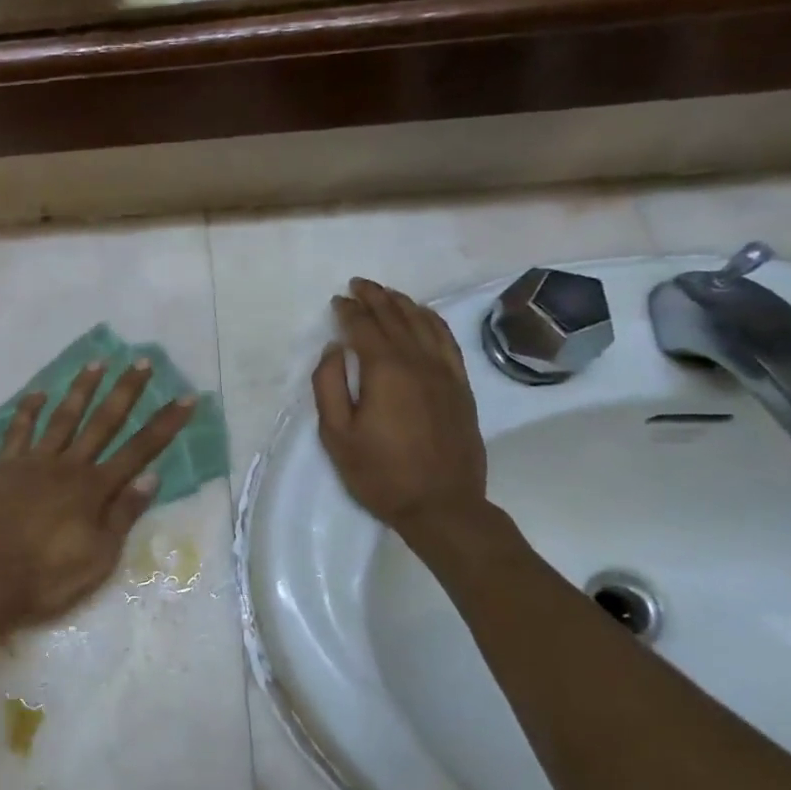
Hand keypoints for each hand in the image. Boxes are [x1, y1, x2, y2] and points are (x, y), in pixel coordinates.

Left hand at [0, 361, 194, 626]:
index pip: (140, 450)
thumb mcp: (100, 557)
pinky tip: (38, 393)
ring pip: (63, 417)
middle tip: (141, 361)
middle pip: (103, 422)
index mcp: (95, 489)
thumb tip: (151, 476)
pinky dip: (28, 410)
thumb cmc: (49, 577)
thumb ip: (124, 514)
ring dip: (81, 389)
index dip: (165, 423)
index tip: (186, 397)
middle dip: (126, 391)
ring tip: (96, 362)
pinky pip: (18, 431)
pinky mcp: (5, 468)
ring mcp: (34, 463)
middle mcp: (68, 466)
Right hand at [313, 278, 486, 535]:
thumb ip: (329, 386)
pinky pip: (448, 341)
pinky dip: (433, 321)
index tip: (337, 301)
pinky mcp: (461, 387)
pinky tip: (424, 316)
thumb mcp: (337, 435)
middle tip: (358, 284)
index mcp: (385, 371)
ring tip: (386, 293)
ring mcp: (445, 373)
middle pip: (395, 318)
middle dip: (374, 298)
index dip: (348, 311)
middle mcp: (418, 362)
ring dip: (403, 304)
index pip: (364, 328)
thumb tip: (334, 349)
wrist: (442, 505)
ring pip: (424, 324)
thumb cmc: (380, 474)